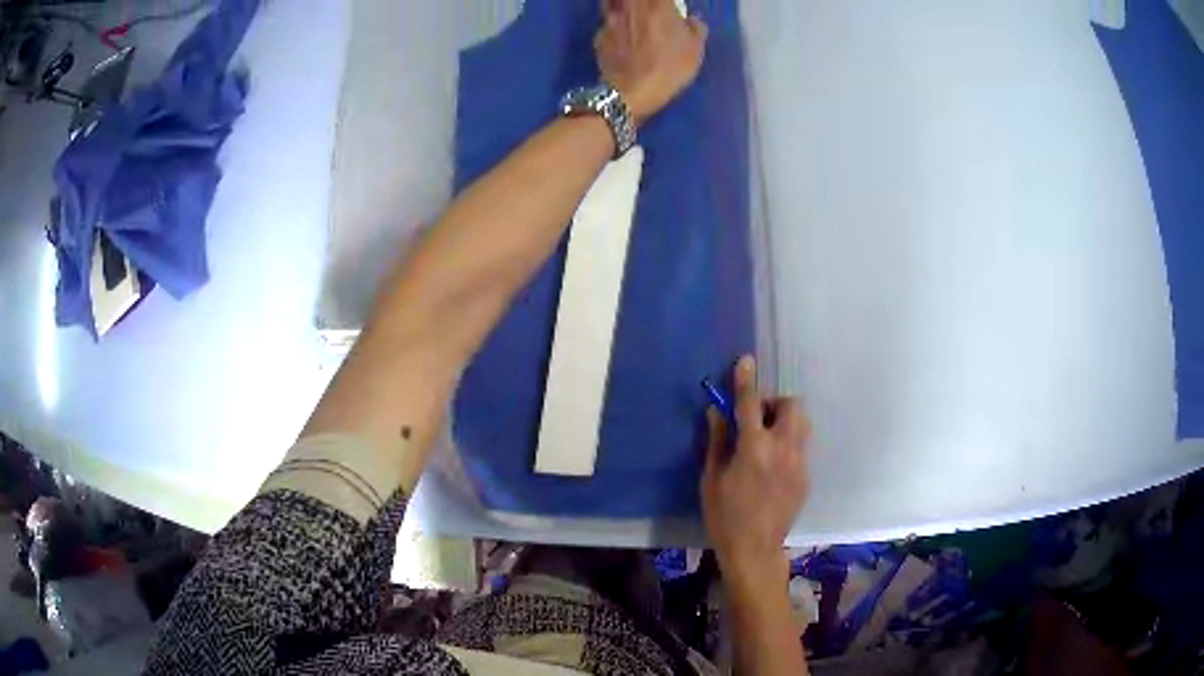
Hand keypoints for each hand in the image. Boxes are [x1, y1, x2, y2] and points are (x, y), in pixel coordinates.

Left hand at [595, 0, 708, 125]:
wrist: (633, 91)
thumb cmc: (670, 68)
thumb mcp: (695, 50)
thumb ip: (695, 28)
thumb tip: (691, 19)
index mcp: (659, 6)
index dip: (666, 2)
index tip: (670, 7)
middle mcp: (633, 7)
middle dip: (642, 3)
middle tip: (647, 9)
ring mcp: (612, 20)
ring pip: (610, 2)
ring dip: (620, 5)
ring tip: (628, 14)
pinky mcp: (599, 35)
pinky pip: (606, 24)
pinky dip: (612, 27)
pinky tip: (618, 38)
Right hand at [701, 355, 810, 581]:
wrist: (755, 549)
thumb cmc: (725, 516)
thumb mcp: (711, 478)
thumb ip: (717, 441)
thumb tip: (716, 411)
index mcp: (754, 448)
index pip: (751, 403)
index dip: (746, 380)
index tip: (746, 361)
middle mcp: (782, 449)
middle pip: (791, 406)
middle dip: (775, 403)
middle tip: (756, 418)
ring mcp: (799, 463)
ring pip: (801, 424)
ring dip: (785, 421)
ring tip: (766, 440)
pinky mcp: (806, 477)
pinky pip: (800, 447)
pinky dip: (787, 444)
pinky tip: (772, 466)